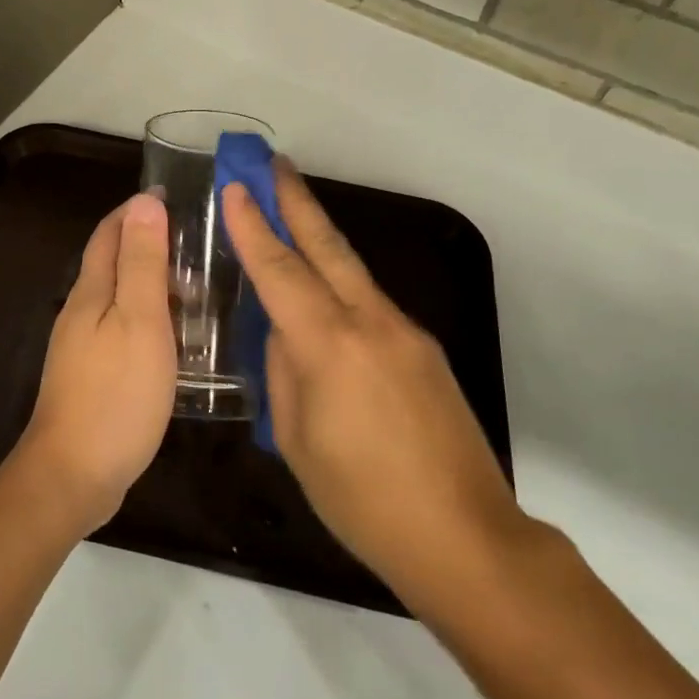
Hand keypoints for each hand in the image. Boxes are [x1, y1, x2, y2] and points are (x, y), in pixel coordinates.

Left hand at [10, 193, 176, 535]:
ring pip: (118, 296)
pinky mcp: (92, 375)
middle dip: (146, 242)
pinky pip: (122, 328)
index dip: (137, 210)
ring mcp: (83, 346)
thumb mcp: (140, 321)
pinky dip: (149, 317)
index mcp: (92, 292)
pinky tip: (174, 336)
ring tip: (196, 286)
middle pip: (112, 262)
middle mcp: (82, 311)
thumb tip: (144, 202)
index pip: (110, 232)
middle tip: (196, 243)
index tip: (175, 198)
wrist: (73, 477)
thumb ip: (142, 262)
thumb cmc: (115, 394)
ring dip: (151, 281)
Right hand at [223, 165, 526, 606]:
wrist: (464, 536)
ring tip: (291, 210)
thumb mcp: (297, 440)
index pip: (280, 270)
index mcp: (330, 345)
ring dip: (318, 234)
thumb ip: (285, 372)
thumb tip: (284, 332)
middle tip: (273, 163)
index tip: (234, 185)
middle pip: (326, 246)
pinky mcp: (423, 348)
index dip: (253, 226)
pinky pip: (369, 300)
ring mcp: (404, 330)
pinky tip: (325, 291)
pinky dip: (340, 280)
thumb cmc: (363, 500)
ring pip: (351, 269)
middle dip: (295, 201)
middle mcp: (370, 322)